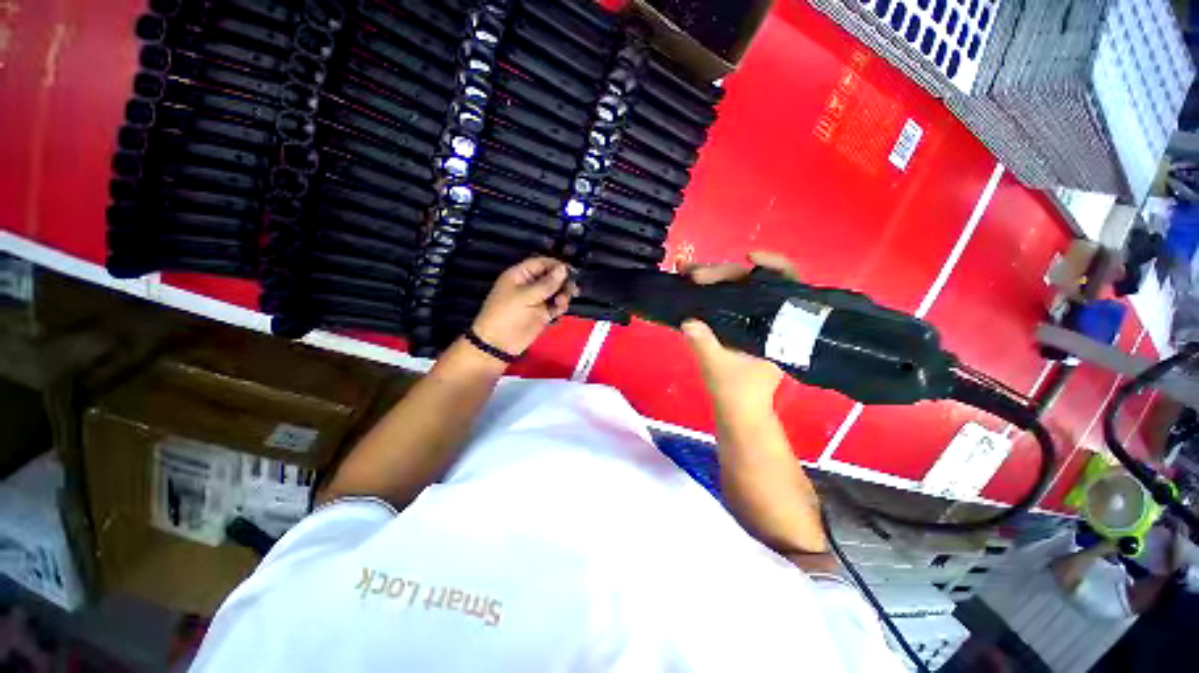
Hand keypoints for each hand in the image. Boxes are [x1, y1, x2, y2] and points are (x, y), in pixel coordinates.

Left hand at [471, 256, 577, 356]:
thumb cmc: (508, 314)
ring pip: (556, 292)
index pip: (541, 263)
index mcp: (520, 275)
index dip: (555, 265)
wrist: (499, 342)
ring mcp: (537, 300)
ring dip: (563, 294)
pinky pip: (556, 306)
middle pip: (551, 277)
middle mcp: (530, 285)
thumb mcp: (526, 295)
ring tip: (562, 301)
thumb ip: (547, 283)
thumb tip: (563, 269)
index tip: (570, 271)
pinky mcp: (543, 314)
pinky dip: (560, 306)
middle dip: (563, 281)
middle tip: (572, 288)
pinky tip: (560, 308)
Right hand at [681, 251, 796, 418]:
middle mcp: (769, 316)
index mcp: (780, 325)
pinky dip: (709, 289)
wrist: (739, 409)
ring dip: (711, 277)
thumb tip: (687, 321)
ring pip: (736, 287)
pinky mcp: (737, 322)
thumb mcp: (718, 368)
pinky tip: (692, 284)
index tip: (749, 257)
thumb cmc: (737, 392)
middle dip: (721, 272)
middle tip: (692, 274)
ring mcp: (752, 318)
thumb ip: (705, 345)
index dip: (773, 264)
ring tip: (685, 271)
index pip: (787, 283)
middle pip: (751, 281)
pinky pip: (726, 298)